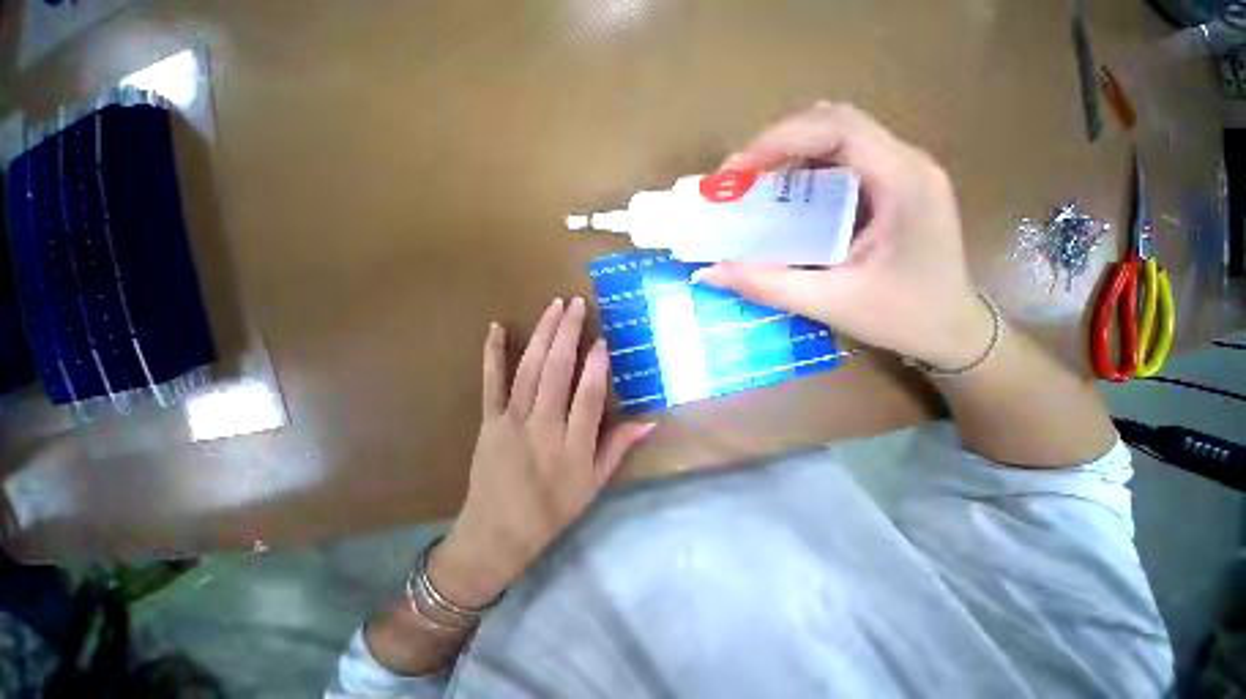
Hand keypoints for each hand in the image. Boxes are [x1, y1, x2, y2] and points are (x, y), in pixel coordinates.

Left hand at [429, 298, 654, 607]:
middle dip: (568, 334)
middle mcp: (543, 430)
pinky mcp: (488, 422)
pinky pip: (490, 383)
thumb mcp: (592, 487)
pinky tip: (495, 327)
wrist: (499, 531)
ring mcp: (512, 423)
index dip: (597, 366)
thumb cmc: (551, 512)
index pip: (589, 397)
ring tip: (553, 306)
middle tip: (576, 303)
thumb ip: (617, 449)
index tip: (603, 338)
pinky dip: (492, 354)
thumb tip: (649, 420)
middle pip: (557, 373)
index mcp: (573, 449)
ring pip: (528, 370)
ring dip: (541, 334)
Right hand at [695, 102, 992, 370]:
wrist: (961, 334)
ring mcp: (913, 166)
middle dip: (783, 139)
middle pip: (837, 120)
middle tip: (745, 174)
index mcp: (905, 181)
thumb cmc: (911, 321)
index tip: (738, 171)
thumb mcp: (839, 304)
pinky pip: (856, 152)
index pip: (837, 127)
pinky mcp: (908, 178)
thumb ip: (772, 284)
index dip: (780, 138)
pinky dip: (819, 162)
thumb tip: (709, 271)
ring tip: (764, 181)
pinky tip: (800, 191)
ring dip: (799, 148)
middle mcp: (912, 161)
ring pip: (844, 130)